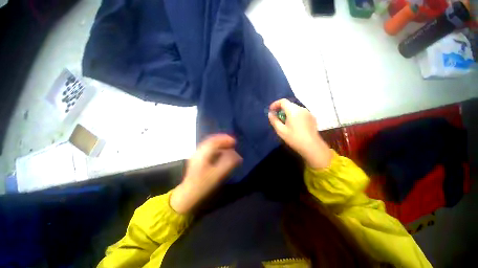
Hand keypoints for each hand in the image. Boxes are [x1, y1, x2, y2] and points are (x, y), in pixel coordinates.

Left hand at [170, 134, 241, 213]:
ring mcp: (197, 155)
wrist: (187, 195)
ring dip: (220, 144)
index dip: (225, 139)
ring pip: (210, 144)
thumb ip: (228, 164)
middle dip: (223, 140)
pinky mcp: (198, 159)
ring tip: (228, 146)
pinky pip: (209, 149)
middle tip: (233, 143)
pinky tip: (221, 153)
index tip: (234, 142)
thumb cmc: (202, 185)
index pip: (214, 141)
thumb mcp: (217, 175)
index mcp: (202, 154)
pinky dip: (216, 148)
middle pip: (211, 141)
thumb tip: (238, 156)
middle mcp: (198, 152)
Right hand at [268, 99, 331, 169]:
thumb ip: (274, 120)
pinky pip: (300, 112)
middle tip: (276, 117)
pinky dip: (294, 115)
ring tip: (284, 121)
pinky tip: (293, 124)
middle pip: (289, 104)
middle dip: (281, 108)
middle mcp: (301, 109)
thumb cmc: (294, 138)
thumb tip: (270, 114)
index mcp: (293, 111)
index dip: (275, 104)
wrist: (311, 146)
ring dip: (288, 112)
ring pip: (295, 108)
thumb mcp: (280, 130)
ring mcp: (308, 112)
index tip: (271, 111)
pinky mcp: (312, 117)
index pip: (283, 101)